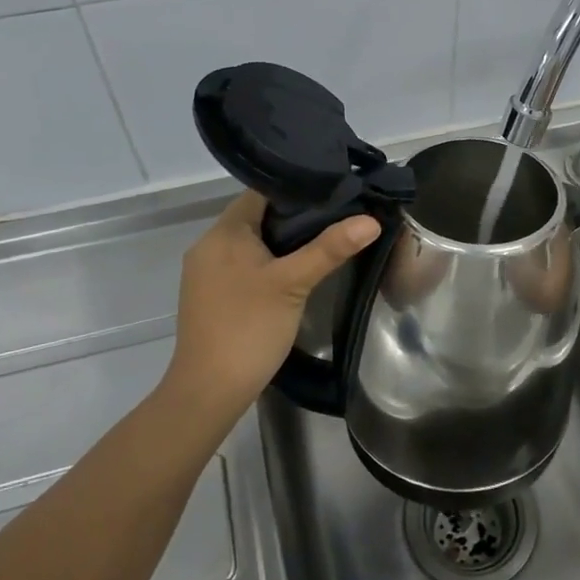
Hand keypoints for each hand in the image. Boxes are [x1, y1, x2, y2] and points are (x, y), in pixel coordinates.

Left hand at [163, 192, 378, 422]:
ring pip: (253, 242)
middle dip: (296, 216)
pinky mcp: (212, 294)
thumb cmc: (249, 327)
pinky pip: (245, 263)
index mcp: (223, 232)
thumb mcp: (293, 283)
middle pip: (258, 216)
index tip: (335, 192)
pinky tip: (297, 271)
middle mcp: (209, 245)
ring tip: (326, 239)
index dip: (299, 189)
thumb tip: (371, 219)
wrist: (209, 391)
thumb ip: (330, 248)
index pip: (262, 192)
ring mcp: (207, 272)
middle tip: (339, 216)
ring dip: (284, 240)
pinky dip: (270, 261)